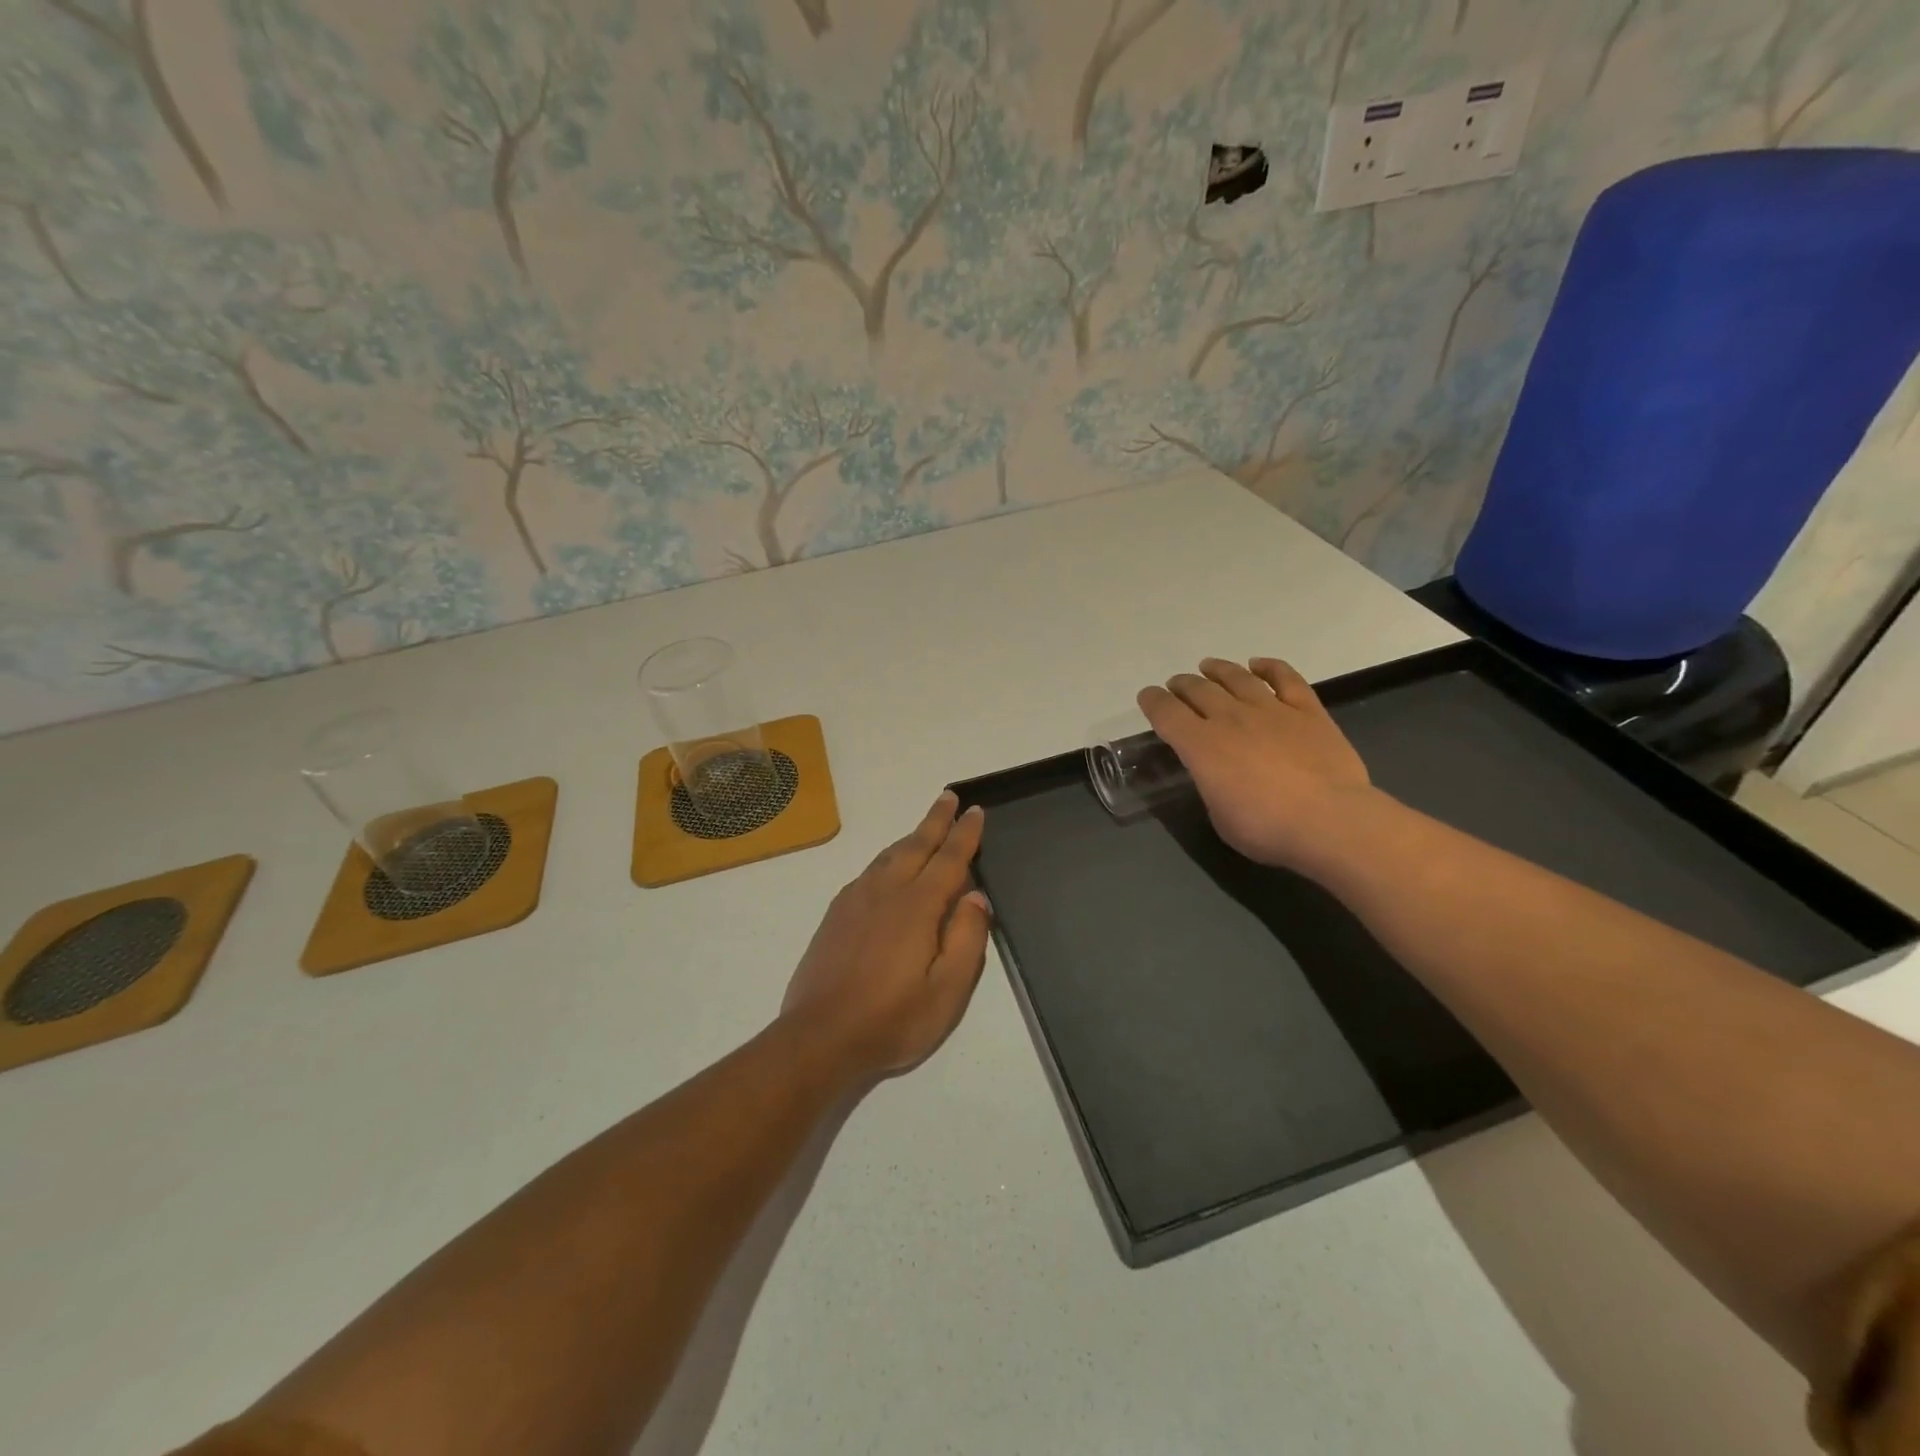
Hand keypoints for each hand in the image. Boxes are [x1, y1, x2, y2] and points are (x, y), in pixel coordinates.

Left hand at [780, 791, 991, 1081]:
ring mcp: (855, 901)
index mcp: (917, 907)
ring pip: (888, 856)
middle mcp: (885, 892)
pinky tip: (886, 868)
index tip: (974, 810)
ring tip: (924, 828)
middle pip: (915, 845)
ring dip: (910, 837)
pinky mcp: (835, 915)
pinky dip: (886, 859)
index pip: (949, 859)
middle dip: (935, 820)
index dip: (964, 834)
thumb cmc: (892, 1020)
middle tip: (948, 796)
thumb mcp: (947, 991)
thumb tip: (977, 896)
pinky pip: (867, 872)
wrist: (819, 1038)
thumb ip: (967, 939)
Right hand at [1138, 657, 1372, 870]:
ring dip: (1218, 670)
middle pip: (1199, 690)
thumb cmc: (1266, 828)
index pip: (1166, 713)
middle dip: (1182, 685)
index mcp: (1201, 746)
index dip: (1152, 702)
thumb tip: (1216, 773)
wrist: (1330, 821)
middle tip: (1177, 685)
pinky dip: (1270, 667)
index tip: (1147, 697)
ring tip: (1208, 666)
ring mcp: (1271, 710)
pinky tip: (1259, 664)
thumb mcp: (1219, 815)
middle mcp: (1231, 719)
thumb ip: (1211, 785)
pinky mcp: (1308, 711)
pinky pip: (1286, 679)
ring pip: (1237, 678)